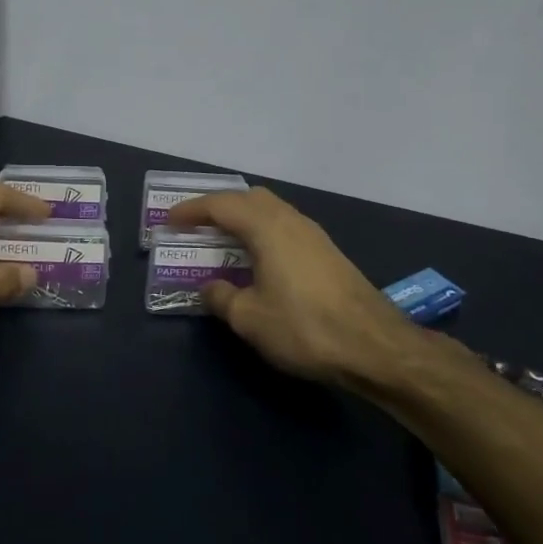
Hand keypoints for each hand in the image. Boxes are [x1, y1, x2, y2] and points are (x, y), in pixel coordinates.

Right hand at [165, 187, 420, 385]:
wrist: (373, 345)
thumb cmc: (303, 327)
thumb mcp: (249, 318)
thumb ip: (222, 298)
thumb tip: (210, 288)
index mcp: (267, 228)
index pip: (221, 205)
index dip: (191, 211)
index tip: (169, 222)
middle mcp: (291, 221)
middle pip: (250, 198)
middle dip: (220, 207)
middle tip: (197, 226)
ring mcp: (314, 235)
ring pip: (271, 212)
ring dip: (244, 220)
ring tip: (223, 242)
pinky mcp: (327, 253)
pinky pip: (285, 228)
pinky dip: (263, 233)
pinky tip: (258, 261)